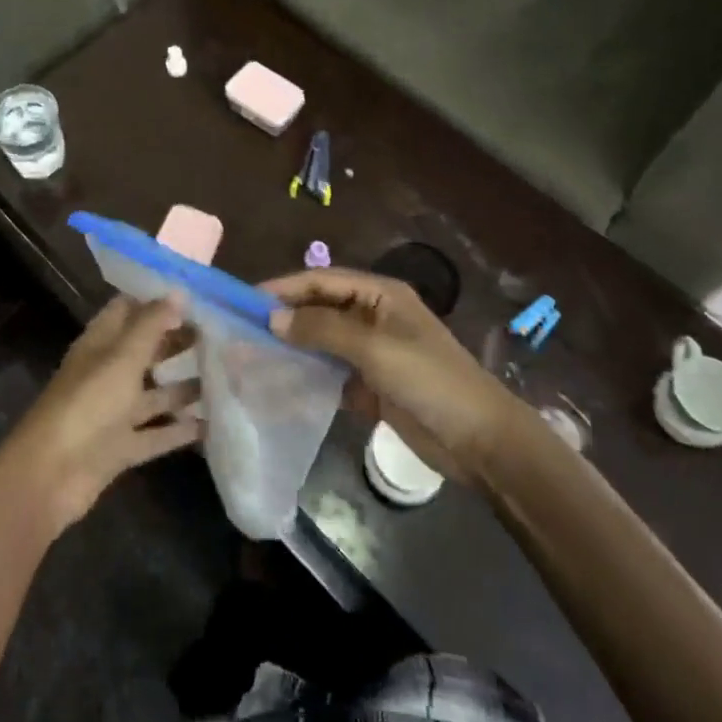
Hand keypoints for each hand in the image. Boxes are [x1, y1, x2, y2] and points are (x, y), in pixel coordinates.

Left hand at [2, 296, 203, 535]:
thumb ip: (151, 325)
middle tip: (219, 335)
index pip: (127, 310)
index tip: (196, 297)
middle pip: (145, 350)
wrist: (51, 476)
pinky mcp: (121, 448)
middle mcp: (107, 373)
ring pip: (154, 394)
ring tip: (226, 376)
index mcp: (100, 344)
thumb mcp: (122, 358)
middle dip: (177, 341)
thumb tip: (179, 291)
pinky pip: (157, 434)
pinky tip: (213, 424)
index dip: (157, 301)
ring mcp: (113, 413)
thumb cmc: (87, 404)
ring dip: (184, 386)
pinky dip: (180, 430)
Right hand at [266, 268, 514, 482]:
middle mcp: (373, 317)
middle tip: (242, 331)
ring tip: (253, 357)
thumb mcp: (374, 349)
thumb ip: (322, 330)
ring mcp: (372, 352)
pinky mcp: (371, 385)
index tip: (246, 302)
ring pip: (322, 343)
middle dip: (285, 318)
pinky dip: (308, 378)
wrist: (479, 441)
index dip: (285, 288)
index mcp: (380, 295)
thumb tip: (273, 318)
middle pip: (320, 309)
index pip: (322, 280)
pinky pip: (331, 374)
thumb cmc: (429, 381)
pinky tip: (280, 387)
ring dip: (293, 348)